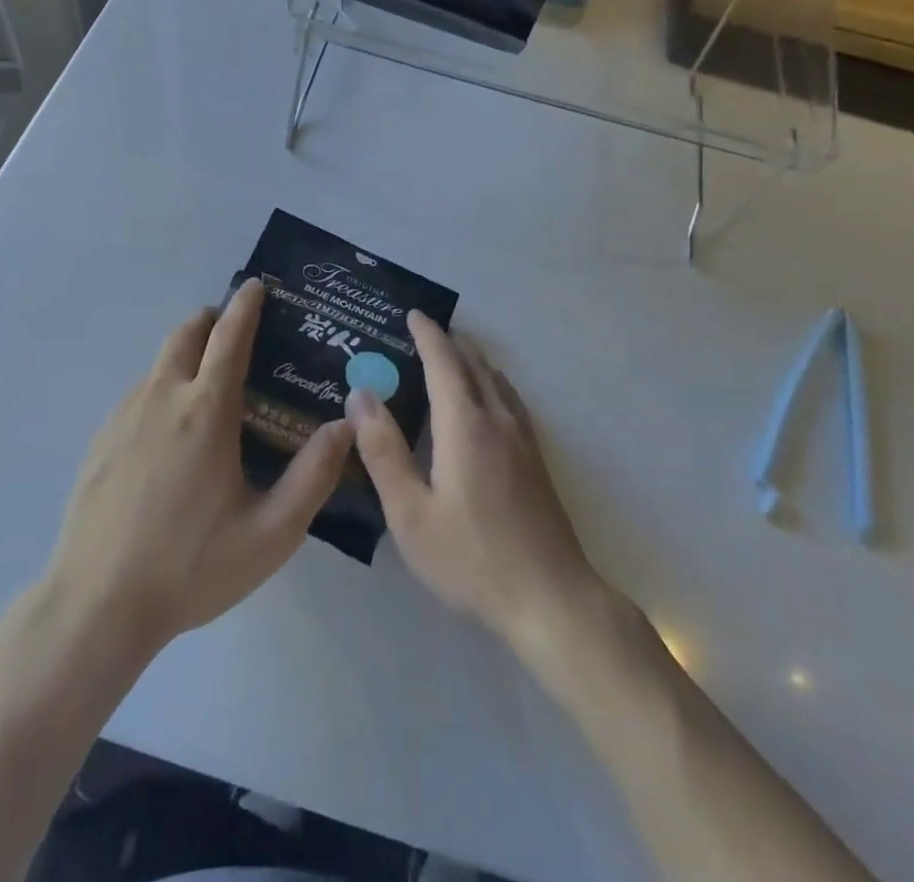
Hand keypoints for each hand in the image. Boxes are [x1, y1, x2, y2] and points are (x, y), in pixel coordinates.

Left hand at [43, 279, 354, 650]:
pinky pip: (138, 394)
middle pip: (185, 334)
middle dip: (211, 319)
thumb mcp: (271, 532)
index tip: (257, 285)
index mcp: (206, 410)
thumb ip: (314, 474)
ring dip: (185, 355)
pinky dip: (161, 388)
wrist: (96, 605)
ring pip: (159, 364)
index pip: (228, 336)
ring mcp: (123, 416)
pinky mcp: (100, 439)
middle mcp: (162, 398)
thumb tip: (345, 424)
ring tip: (208, 385)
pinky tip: (170, 434)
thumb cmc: (191, 566)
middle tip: (234, 330)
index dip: (246, 305)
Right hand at [349, 313, 608, 655]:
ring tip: (452, 356)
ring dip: (472, 360)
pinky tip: (487, 400)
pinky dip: (491, 381)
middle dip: (450, 342)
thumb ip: (383, 451)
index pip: (444, 362)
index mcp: (464, 425)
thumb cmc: (471, 558)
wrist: (551, 599)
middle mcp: (497, 419)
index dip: (427, 335)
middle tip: (424, 331)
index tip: (413, 313)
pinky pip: (510, 399)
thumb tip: (361, 395)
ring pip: (497, 380)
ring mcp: (523, 439)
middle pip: (474, 364)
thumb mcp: (410, 513)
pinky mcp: (537, 459)